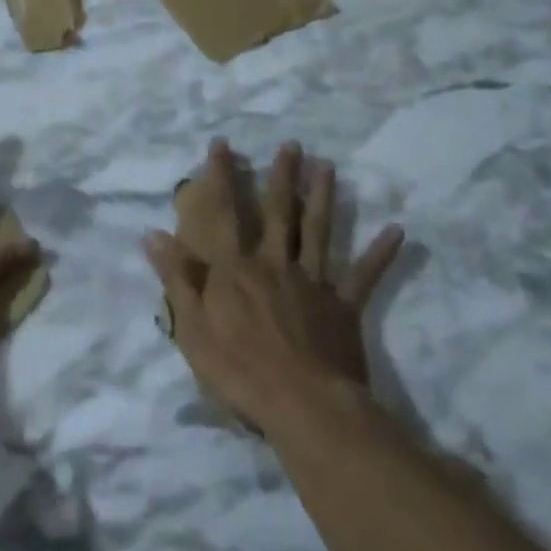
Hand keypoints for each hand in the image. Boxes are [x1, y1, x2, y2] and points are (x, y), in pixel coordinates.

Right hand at [148, 139, 402, 433]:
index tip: (222, 144)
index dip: (221, 178)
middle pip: (279, 213)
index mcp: (236, 269)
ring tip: (328, 166)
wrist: (302, 406)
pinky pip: (363, 276)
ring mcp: (312, 283)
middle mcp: (275, 264)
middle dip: (282, 177)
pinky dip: (379, 254)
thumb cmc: (239, 370)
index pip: (225, 214)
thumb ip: (177, 278)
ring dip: (323, 198)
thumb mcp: (192, 327)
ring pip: (318, 232)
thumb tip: (154, 234)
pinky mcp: (343, 307)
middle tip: (291, 145)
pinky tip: (397, 231)